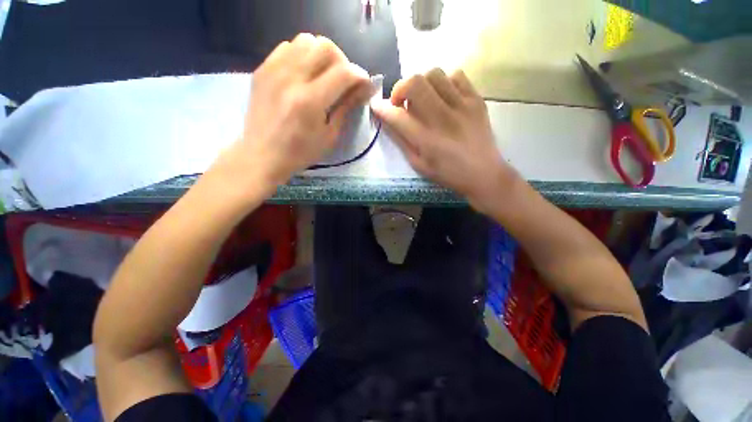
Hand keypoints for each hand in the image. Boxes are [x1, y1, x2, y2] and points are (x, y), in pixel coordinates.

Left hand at [212, 34, 371, 194]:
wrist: (262, 154)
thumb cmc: (300, 152)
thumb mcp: (330, 136)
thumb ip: (346, 108)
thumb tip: (363, 89)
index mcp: (310, 101)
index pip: (343, 72)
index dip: (360, 75)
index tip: (365, 85)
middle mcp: (291, 78)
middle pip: (325, 46)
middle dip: (343, 61)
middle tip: (344, 80)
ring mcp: (273, 70)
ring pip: (306, 40)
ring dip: (322, 54)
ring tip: (324, 75)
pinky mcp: (262, 69)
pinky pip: (288, 47)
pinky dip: (302, 55)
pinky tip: (304, 74)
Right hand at [371, 69, 517, 211]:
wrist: (484, 173)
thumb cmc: (448, 174)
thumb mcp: (419, 165)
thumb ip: (402, 141)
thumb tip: (388, 121)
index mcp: (426, 139)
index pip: (397, 115)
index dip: (381, 108)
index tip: (376, 106)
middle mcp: (442, 118)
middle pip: (414, 82)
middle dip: (400, 89)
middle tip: (401, 102)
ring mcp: (462, 105)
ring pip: (434, 74)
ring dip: (422, 84)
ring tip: (423, 99)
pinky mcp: (476, 100)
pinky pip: (456, 75)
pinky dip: (444, 82)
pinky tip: (443, 96)